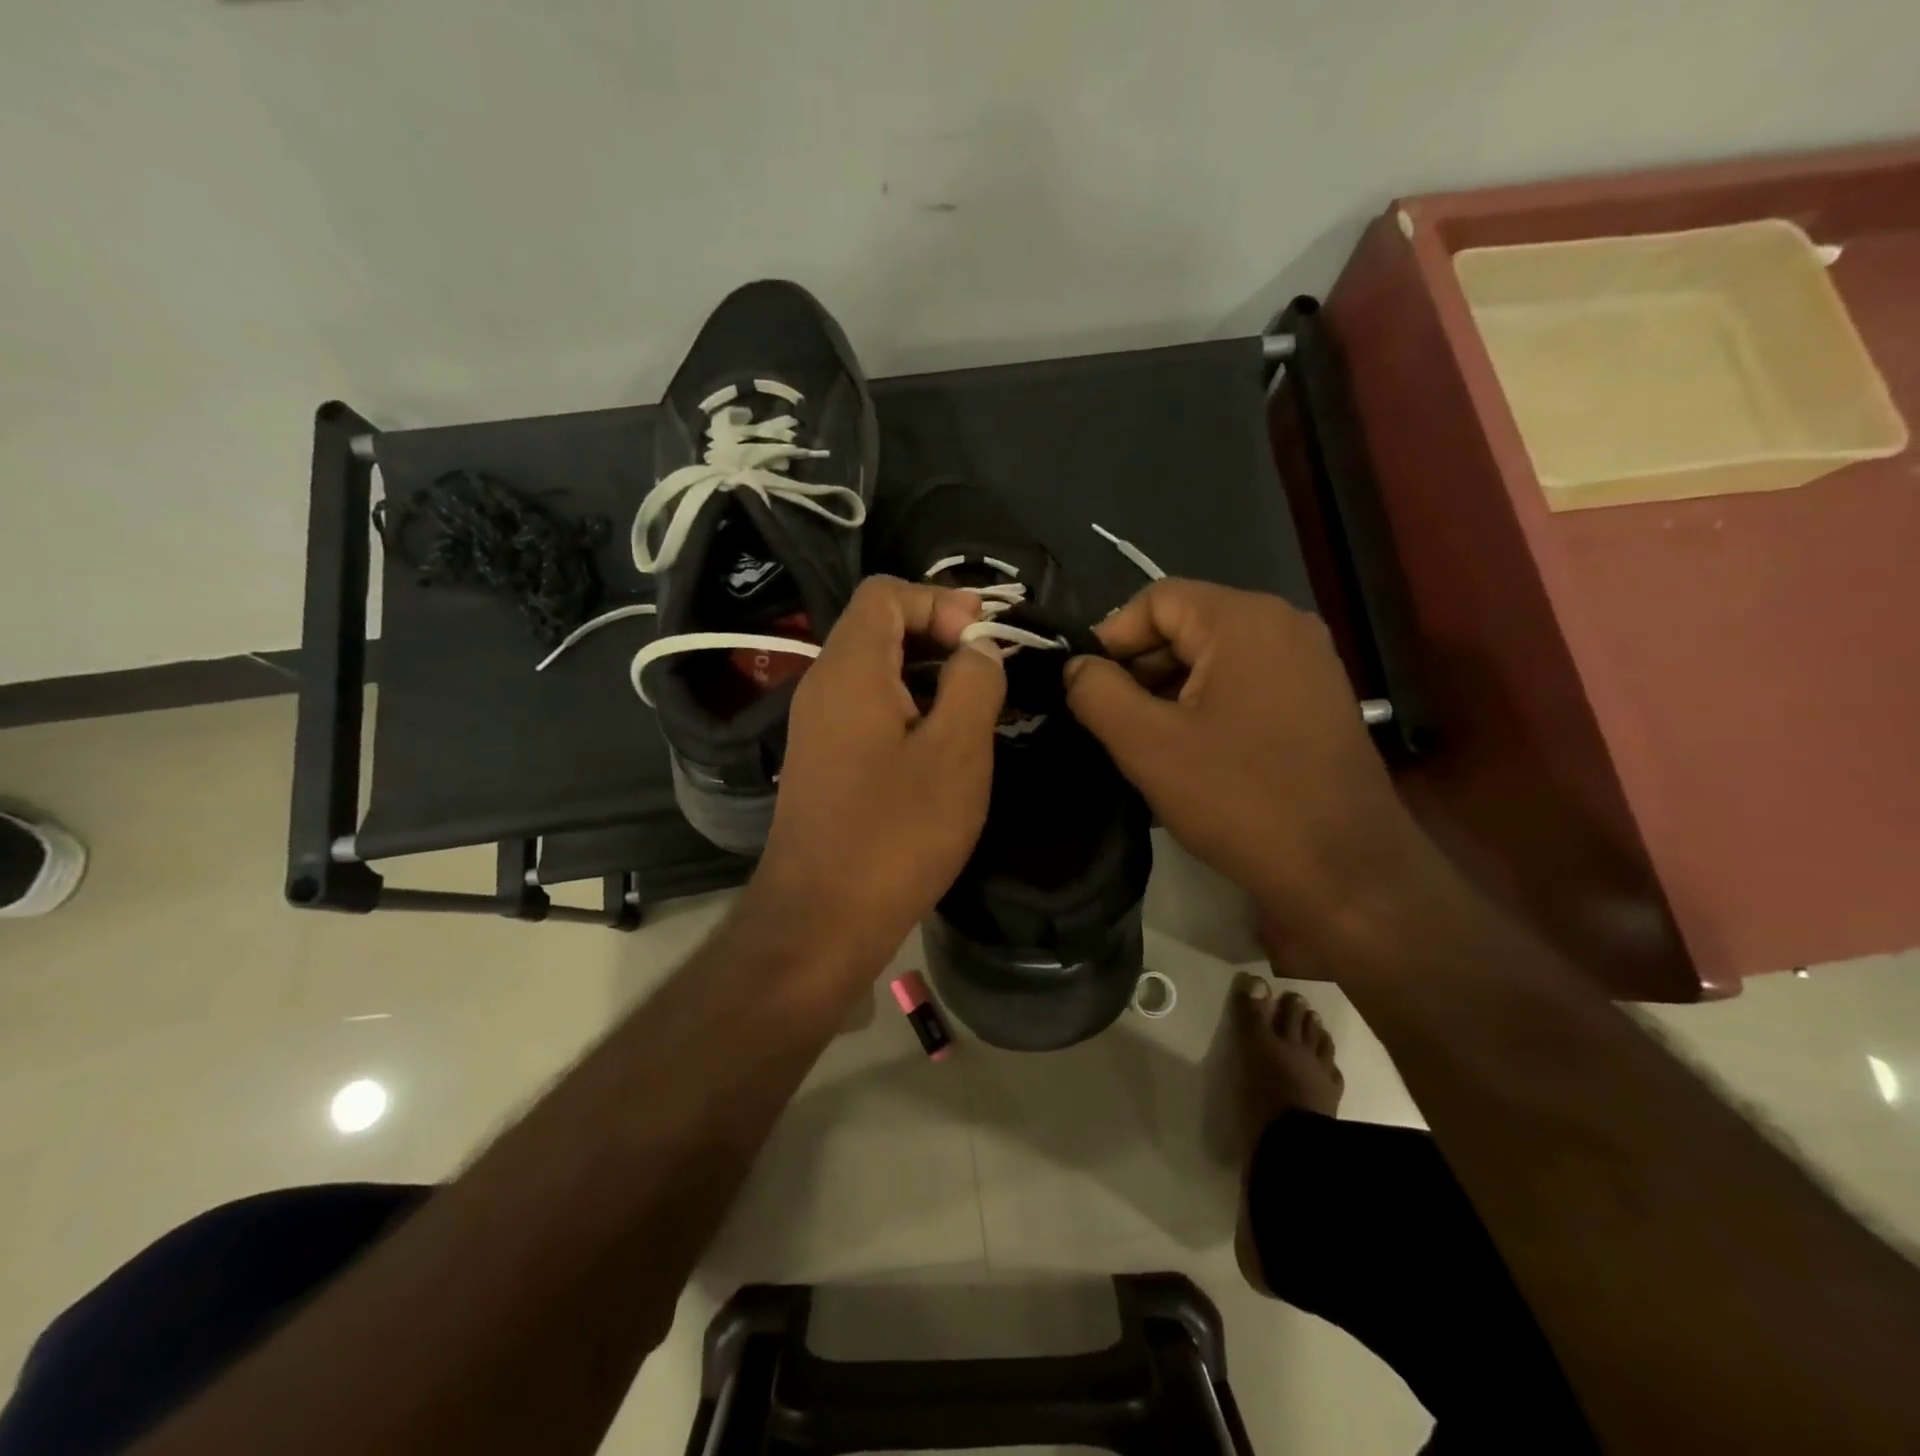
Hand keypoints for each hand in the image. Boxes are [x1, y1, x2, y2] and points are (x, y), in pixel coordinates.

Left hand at [750, 576, 1006, 974]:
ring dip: (926, 674)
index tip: (981, 639)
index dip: (939, 600)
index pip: (886, 593)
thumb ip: (974, 684)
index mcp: (850, 668)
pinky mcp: (823, 759)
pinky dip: (907, 707)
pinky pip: (866, 708)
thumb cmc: (896, 832)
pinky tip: (941, 746)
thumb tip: (976, 647)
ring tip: (975, 706)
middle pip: (878, 626)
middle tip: (988, 670)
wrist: (821, 918)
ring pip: (874, 670)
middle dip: (938, 634)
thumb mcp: (956, 752)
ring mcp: (816, 725)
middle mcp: (823, 684)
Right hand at [1064, 579, 1430, 936]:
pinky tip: (1193, 752)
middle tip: (1112, 722)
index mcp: (1243, 620)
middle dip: (1141, 668)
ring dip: (1171, 690)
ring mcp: (1309, 662)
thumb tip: (1078, 667)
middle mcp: (1284, 624)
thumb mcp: (1147, 745)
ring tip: (1148, 743)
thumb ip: (1097, 693)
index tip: (1087, 690)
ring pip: (1215, 657)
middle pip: (1187, 624)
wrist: (1346, 871)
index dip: (1111, 639)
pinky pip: (1246, 682)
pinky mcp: (1319, 699)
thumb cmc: (1239, 799)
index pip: (1155, 600)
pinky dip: (1208, 705)